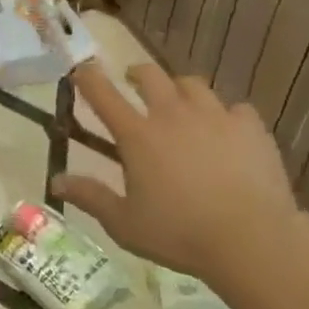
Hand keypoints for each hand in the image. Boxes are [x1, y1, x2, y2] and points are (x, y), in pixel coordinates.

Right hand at [53, 62, 295, 283]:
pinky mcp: (249, 127)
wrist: (252, 239)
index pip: (104, 95)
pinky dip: (227, 116)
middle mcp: (173, 114)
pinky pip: (235, 109)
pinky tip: (228, 132)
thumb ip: (91, 197)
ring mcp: (214, 116)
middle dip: (137, 74)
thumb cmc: (180, 234)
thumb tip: (56, 181)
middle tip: (134, 82)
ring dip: (180, 89)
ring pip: (192, 84)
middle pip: (150, 75)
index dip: (89, 78)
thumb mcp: (125, 224)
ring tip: (181, 103)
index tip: (82, 70)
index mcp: (138, 135)